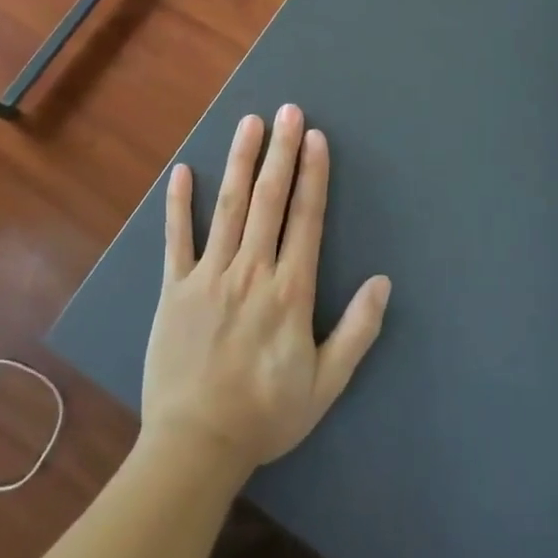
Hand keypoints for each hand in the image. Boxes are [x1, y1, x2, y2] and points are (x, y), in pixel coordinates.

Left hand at [141, 105, 391, 477]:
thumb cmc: (266, 414)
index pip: (305, 218)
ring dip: (239, 161)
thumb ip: (357, 331)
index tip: (315, 137)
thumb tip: (383, 282)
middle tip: (287, 111)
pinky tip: (182, 170)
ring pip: (227, 206)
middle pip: (268, 200)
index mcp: (290, 291)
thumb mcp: (326, 383)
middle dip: (280, 152)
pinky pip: (176, 238)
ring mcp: (208, 276)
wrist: (195, 446)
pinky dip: (178, 204)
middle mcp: (251, 271)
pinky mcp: (174, 289)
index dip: (312, 174)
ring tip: (248, 123)